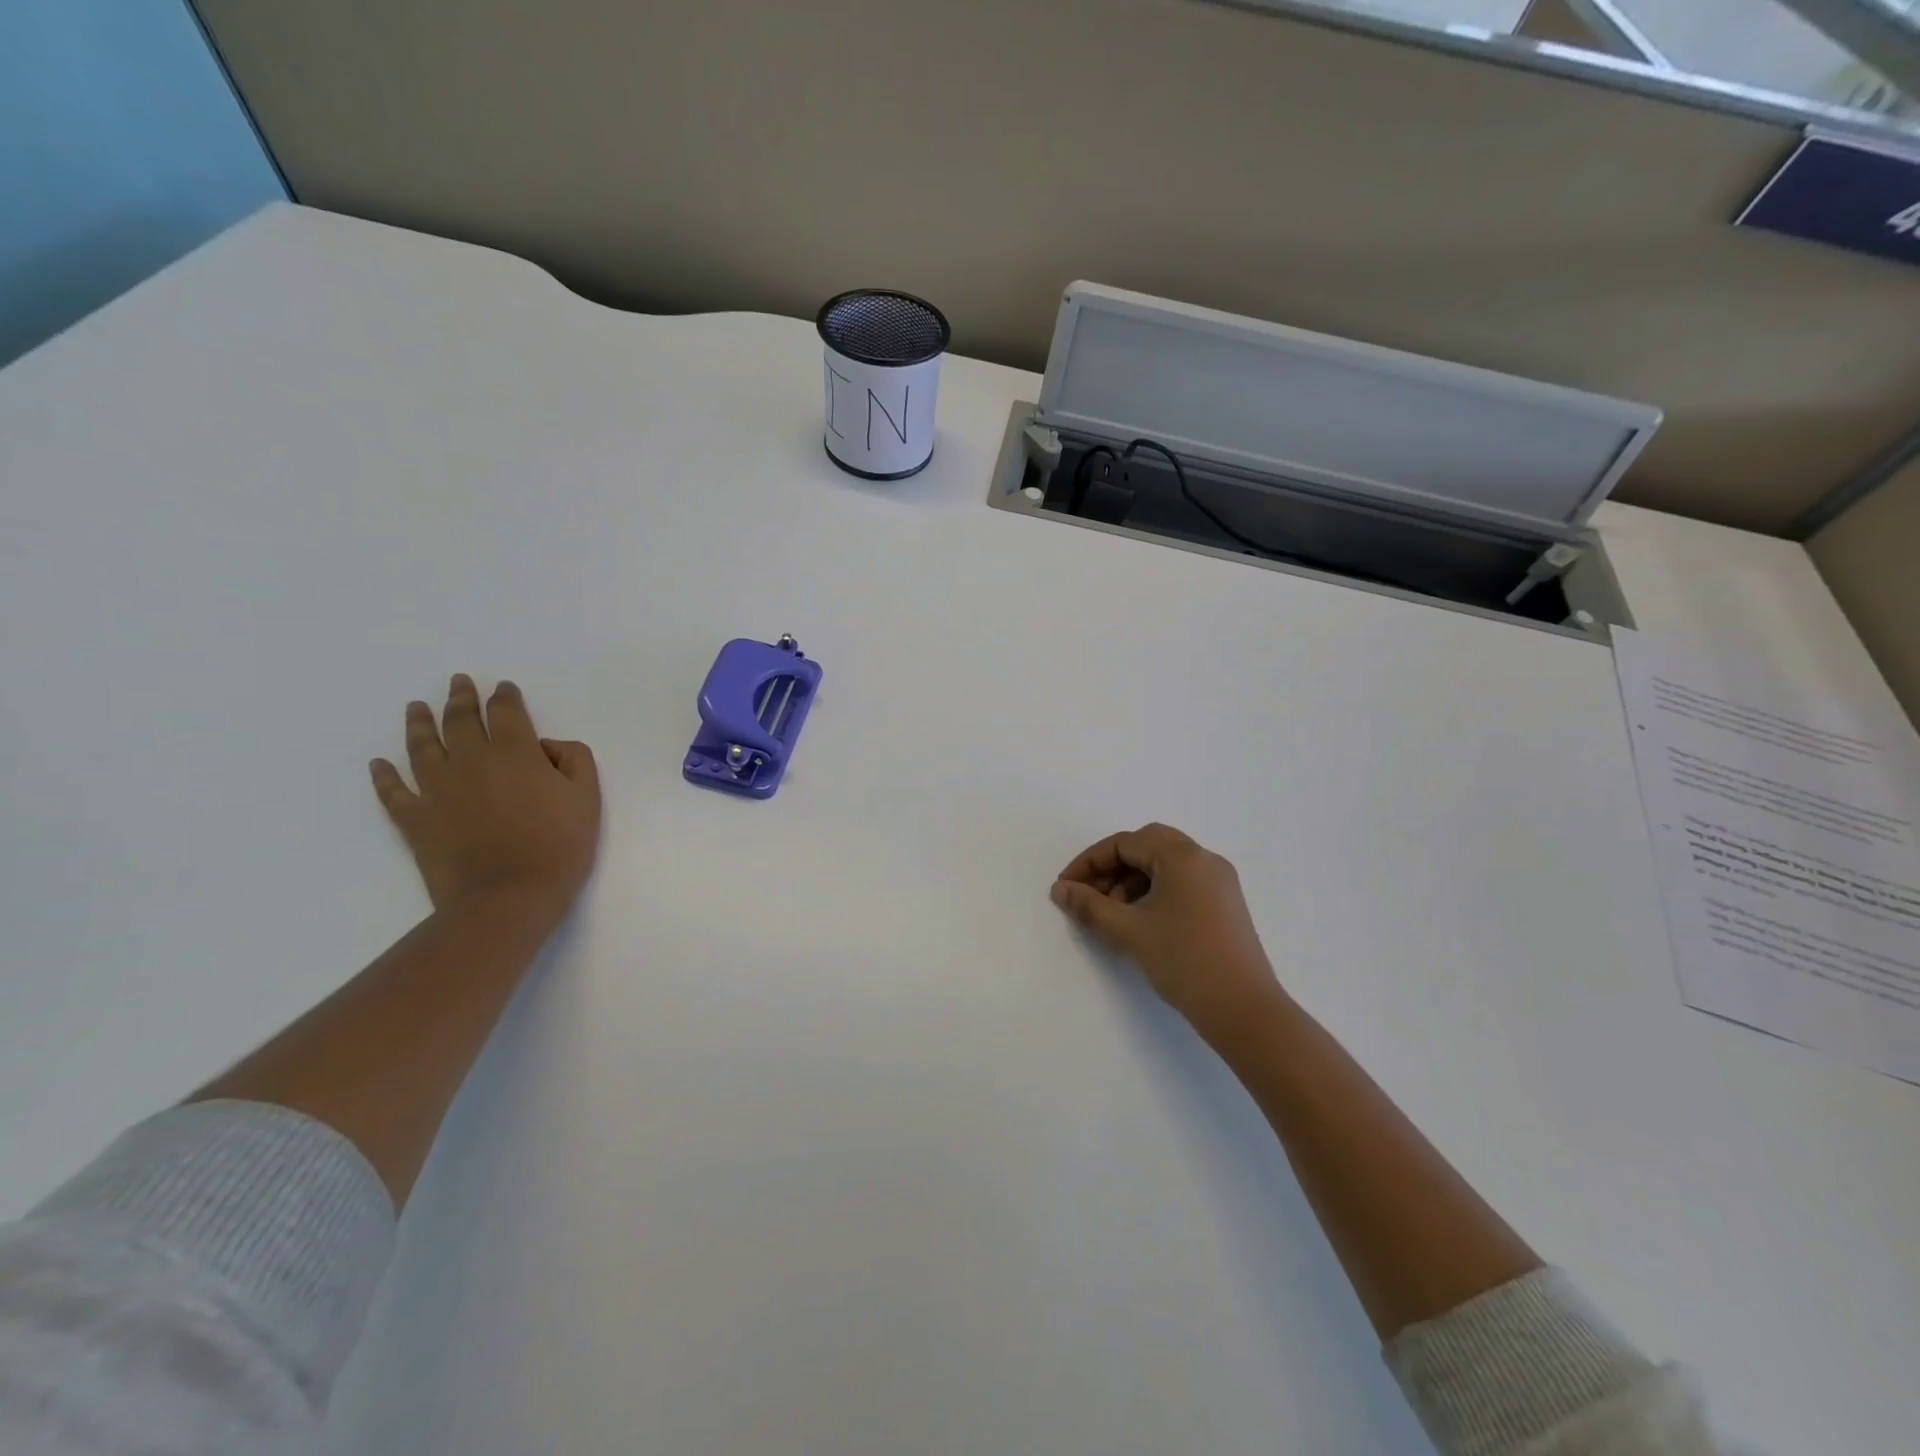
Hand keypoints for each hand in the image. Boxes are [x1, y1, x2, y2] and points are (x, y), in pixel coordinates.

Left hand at [371, 675, 601, 927]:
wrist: (508, 896)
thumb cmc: (558, 845)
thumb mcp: (588, 797)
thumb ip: (573, 758)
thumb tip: (545, 747)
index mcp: (516, 752)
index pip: (507, 712)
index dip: (505, 696)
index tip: (503, 687)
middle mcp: (471, 760)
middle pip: (461, 720)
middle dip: (462, 698)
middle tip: (459, 681)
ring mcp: (437, 789)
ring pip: (422, 746)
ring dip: (420, 722)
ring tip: (416, 707)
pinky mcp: (415, 819)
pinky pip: (393, 791)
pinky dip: (383, 776)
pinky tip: (379, 764)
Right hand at [1052, 823, 1286, 1043]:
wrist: (1243, 1009)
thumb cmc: (1184, 961)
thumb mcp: (1129, 931)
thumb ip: (1090, 905)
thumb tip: (1061, 890)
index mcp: (1183, 856)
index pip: (1125, 843)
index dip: (1089, 862)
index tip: (1065, 888)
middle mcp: (1204, 859)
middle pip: (1146, 846)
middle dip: (1111, 867)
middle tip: (1088, 895)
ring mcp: (1219, 881)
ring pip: (1164, 865)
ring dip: (1131, 880)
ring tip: (1111, 914)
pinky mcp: (1224, 903)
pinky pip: (1181, 882)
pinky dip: (1154, 891)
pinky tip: (1139, 920)